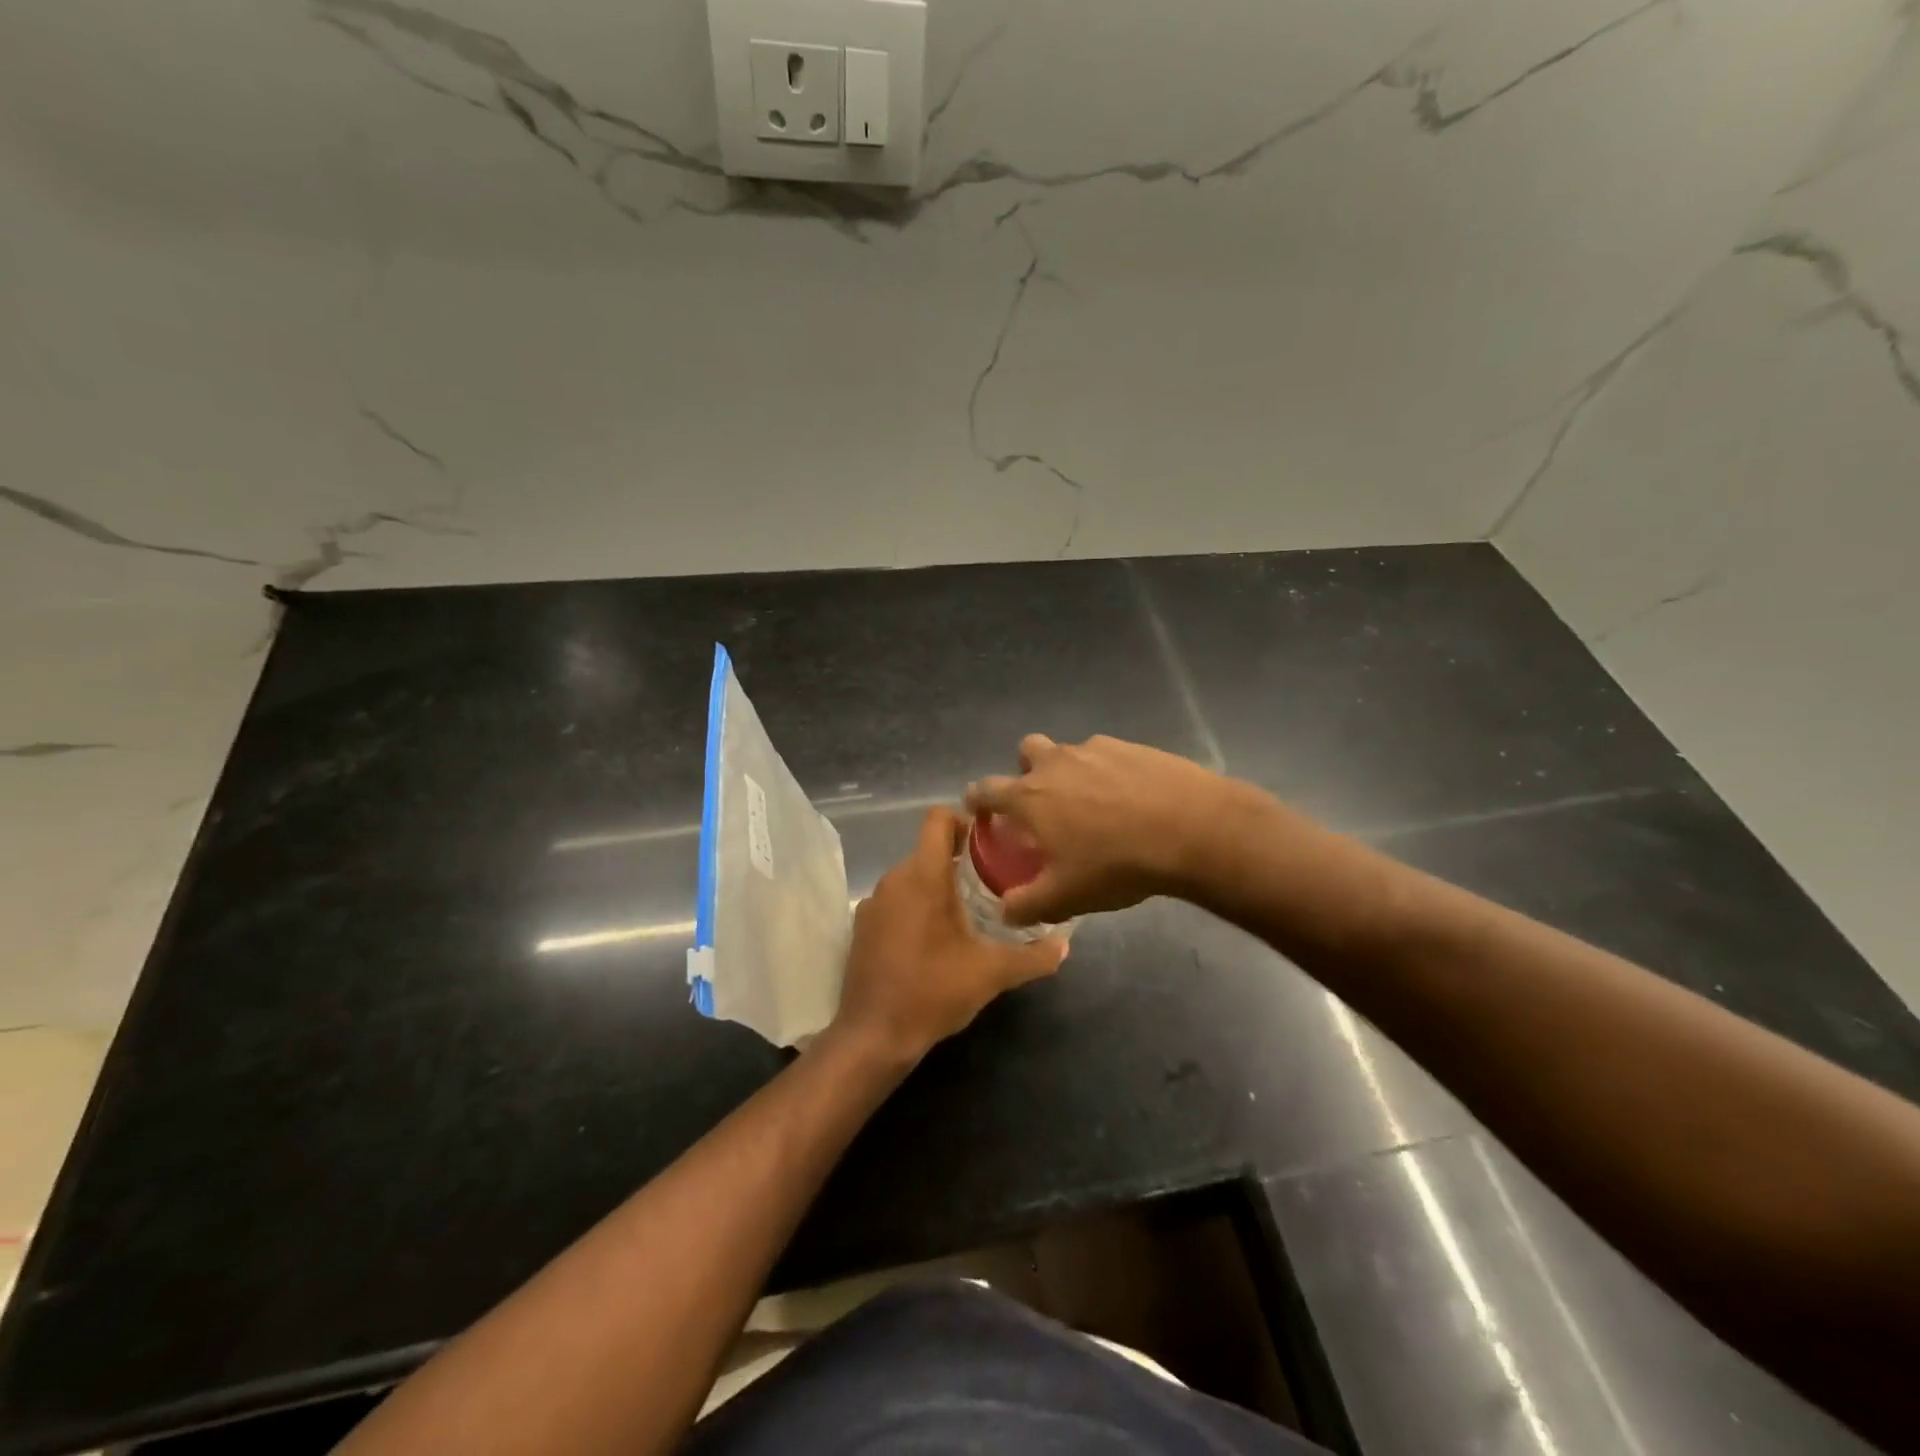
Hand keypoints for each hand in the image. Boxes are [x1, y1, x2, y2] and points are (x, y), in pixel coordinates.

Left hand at [836, 807, 1066, 1061]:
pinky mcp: (863, 926)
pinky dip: (915, 905)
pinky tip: (934, 937)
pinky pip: (895, 899)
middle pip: (928, 848)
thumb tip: (1065, 945)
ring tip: (968, 911)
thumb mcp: (992, 974)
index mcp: (923, 876)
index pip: (938, 819)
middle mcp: (894, 879)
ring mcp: (873, 902)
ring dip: (937, 884)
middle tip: (991, 881)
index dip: (964, 820)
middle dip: (959, 859)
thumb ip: (1033, 957)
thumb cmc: (934, 991)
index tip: (990, 841)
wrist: (874, 1035)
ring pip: (911, 875)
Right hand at [965, 734, 1237, 925]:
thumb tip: (1006, 911)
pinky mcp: (1133, 746)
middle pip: (1026, 750)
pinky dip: (1109, 772)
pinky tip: (1131, 798)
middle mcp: (1056, 762)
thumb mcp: (1065, 897)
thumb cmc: (1116, 864)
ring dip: (1070, 771)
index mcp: (1030, 796)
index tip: (978, 808)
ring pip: (1070, 752)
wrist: (1190, 830)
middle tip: (1043, 801)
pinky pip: (1108, 755)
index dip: (977, 799)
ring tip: (1094, 805)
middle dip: (1026, 770)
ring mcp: (1096, 749)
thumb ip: (1027, 905)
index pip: (986, 789)